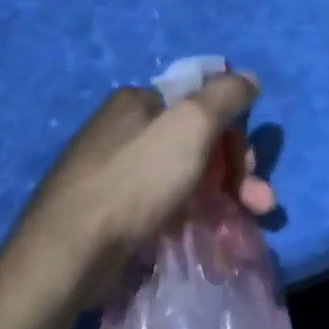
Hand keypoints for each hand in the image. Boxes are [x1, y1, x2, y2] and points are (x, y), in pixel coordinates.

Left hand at [7, 74, 276, 309]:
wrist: (69, 251)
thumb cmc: (134, 179)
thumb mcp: (189, 125)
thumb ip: (224, 96)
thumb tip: (248, 77)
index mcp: (138, 103)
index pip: (201, 106)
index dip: (233, 135)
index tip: (251, 169)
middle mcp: (124, 131)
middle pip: (195, 144)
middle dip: (234, 173)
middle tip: (258, 204)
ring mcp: (114, 174)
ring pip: (182, 179)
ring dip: (220, 199)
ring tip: (242, 232)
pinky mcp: (110, 214)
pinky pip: (162, 207)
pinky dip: (189, 219)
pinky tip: (207, 241)